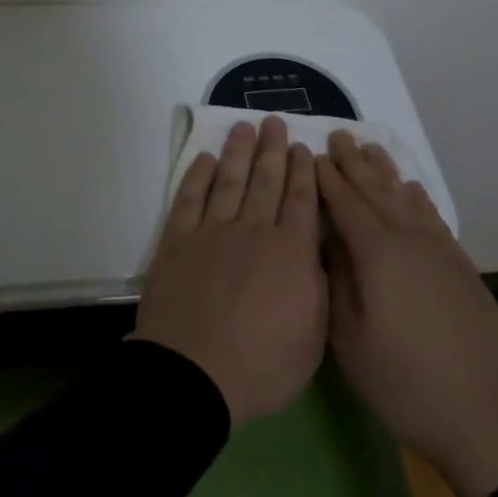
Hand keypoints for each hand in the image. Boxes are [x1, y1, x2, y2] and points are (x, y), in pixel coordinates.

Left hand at [136, 116, 327, 427]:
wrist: (194, 374)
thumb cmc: (261, 366)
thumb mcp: (313, 338)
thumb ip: (319, 288)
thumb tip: (318, 252)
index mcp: (291, 252)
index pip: (301, 200)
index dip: (302, 171)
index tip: (303, 147)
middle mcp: (254, 230)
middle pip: (266, 180)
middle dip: (273, 149)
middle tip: (275, 121)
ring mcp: (213, 231)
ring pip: (230, 180)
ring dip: (239, 151)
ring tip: (245, 126)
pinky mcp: (178, 240)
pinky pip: (190, 198)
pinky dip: (198, 176)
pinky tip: (206, 159)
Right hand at [318, 131, 497, 496]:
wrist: (489, 414)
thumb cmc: (406, 382)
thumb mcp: (351, 342)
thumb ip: (335, 283)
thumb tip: (326, 243)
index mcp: (377, 254)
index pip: (345, 204)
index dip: (326, 178)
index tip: (311, 154)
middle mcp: (408, 240)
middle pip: (376, 191)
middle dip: (354, 163)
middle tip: (339, 135)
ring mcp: (439, 250)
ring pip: (406, 197)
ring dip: (386, 171)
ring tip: (371, 147)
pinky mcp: (460, 265)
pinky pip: (431, 216)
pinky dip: (417, 196)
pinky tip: (411, 189)